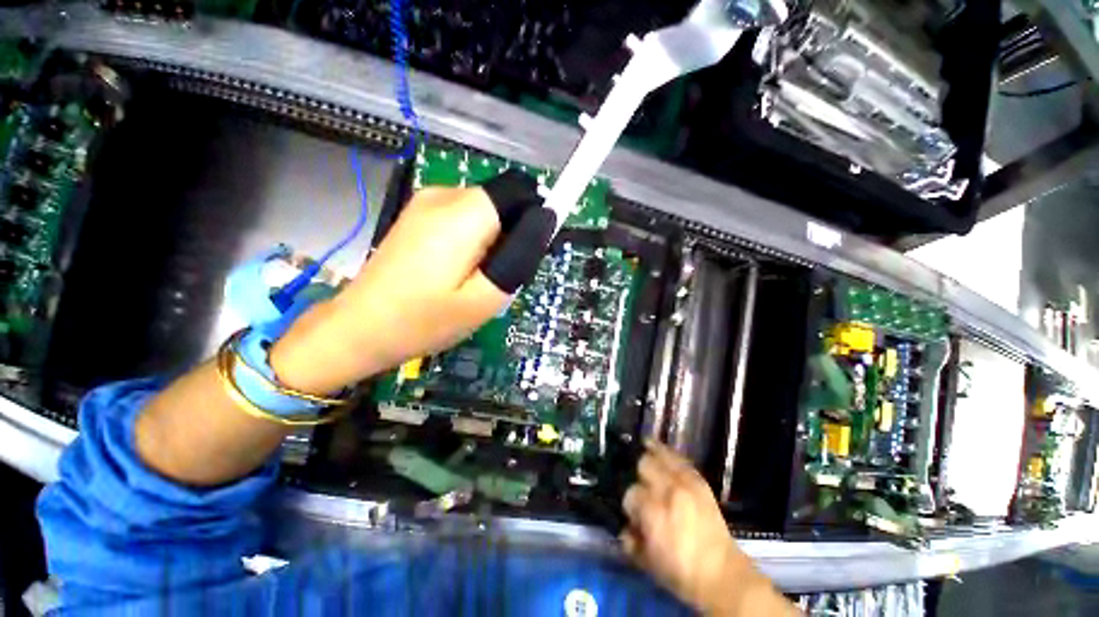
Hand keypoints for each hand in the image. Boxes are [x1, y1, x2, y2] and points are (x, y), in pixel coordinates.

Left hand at [271, 181, 538, 393]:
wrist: (359, 327)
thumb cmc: (425, 320)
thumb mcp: (485, 298)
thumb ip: (519, 256)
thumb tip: (544, 220)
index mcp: (464, 213)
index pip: (521, 193)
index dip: (533, 221)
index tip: (524, 258)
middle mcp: (445, 194)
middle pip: (503, 203)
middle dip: (512, 237)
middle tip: (494, 280)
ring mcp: (426, 201)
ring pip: (485, 211)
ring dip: (493, 242)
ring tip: (473, 280)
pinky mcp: (418, 214)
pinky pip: (464, 217)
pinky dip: (473, 240)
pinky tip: (455, 271)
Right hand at [621, 441, 792, 615]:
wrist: (721, 575)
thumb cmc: (681, 573)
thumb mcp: (647, 562)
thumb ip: (630, 541)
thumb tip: (623, 526)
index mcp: (652, 511)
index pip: (630, 493)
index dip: (629, 504)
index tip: (634, 513)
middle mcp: (666, 490)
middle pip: (643, 465)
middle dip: (638, 475)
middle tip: (641, 487)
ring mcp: (685, 483)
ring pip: (660, 456)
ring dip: (649, 454)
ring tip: (641, 447)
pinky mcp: (699, 481)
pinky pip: (679, 459)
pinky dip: (666, 451)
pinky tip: (655, 445)